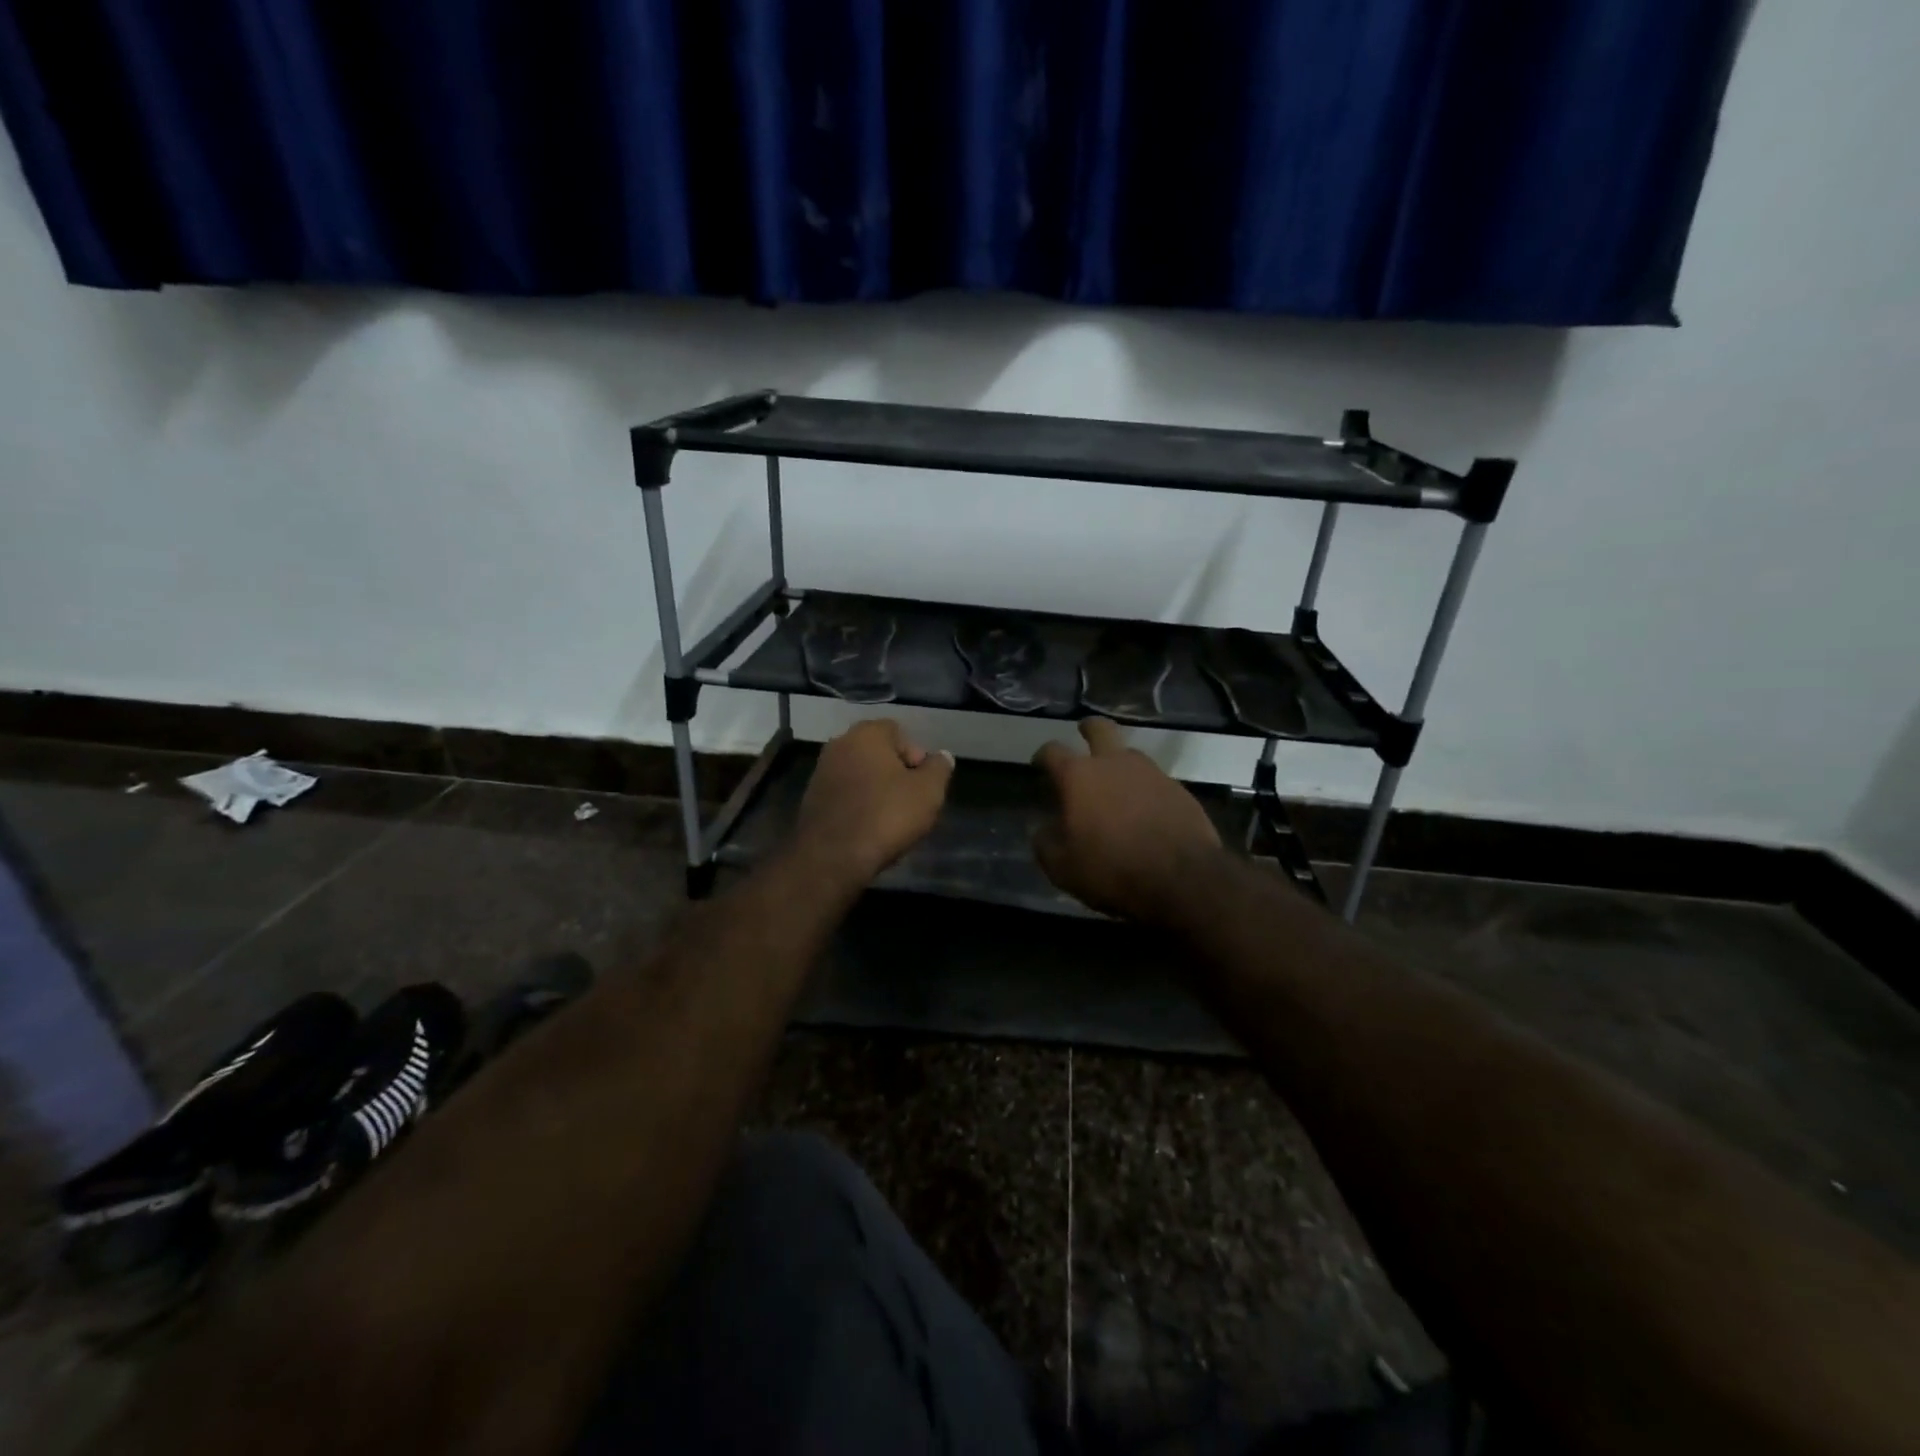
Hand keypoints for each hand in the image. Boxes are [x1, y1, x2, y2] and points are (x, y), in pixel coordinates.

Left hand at [795, 719, 954, 887]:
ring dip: (877, 791)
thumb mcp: (928, 792)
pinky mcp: (811, 799)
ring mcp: (821, 772)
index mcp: (866, 734)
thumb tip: (942, 757)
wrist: (832, 857)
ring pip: (861, 775)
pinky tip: (869, 829)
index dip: (916, 756)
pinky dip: (859, 806)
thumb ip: (939, 768)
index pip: (899, 732)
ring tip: (891, 819)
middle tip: (911, 802)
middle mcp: (839, 745)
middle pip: (878, 754)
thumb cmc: (886, 816)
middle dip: (897, 774)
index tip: (923, 784)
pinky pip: (846, 795)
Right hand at [1032, 718, 1223, 924]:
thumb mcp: (1063, 868)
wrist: (1183, 880)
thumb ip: (1046, 844)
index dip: (1043, 755)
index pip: (1053, 751)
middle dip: (1088, 729)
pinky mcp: (1179, 790)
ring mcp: (1152, 773)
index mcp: (1079, 776)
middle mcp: (1115, 763)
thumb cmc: (1112, 870)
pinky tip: (1144, 810)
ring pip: (1130, 754)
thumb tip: (1042, 830)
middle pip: (1100, 729)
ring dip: (1119, 761)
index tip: (1039, 763)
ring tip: (1115, 783)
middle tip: (1083, 735)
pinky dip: (1144, 789)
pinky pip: (1154, 780)